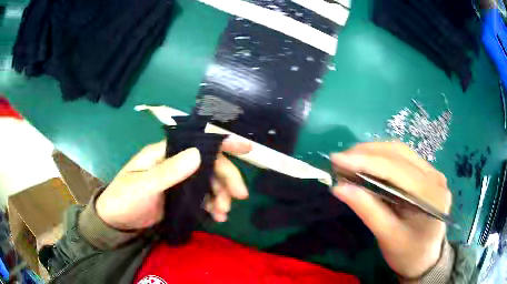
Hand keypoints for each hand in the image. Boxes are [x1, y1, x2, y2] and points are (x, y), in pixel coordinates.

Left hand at [96, 137, 251, 230]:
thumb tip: (199, 154)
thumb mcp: (143, 186)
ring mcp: (178, 181)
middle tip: (238, 197)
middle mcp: (174, 163)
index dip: (222, 142)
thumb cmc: (124, 198)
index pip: (197, 142)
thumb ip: (168, 171)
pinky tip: (216, 217)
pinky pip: (202, 198)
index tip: (246, 148)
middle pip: (208, 165)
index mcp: (165, 153)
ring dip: (220, 195)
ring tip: (223, 213)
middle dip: (226, 179)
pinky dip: (212, 206)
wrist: (116, 221)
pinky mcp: (179, 198)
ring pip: (208, 183)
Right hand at [330, 142, 450, 278]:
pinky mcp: (428, 173)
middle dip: (367, 153)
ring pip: (400, 152)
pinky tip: (368, 163)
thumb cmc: (408, 254)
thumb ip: (367, 210)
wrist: (426, 258)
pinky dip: (382, 157)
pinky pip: (403, 158)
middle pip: (399, 154)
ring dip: (373, 152)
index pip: (395, 170)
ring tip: (350, 159)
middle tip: (340, 160)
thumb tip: (339, 187)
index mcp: (430, 196)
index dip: (365, 161)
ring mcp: (433, 172)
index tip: (337, 159)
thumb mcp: (387, 237)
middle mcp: (435, 177)